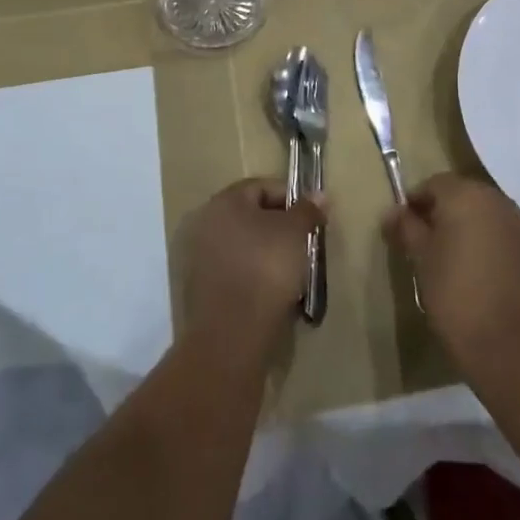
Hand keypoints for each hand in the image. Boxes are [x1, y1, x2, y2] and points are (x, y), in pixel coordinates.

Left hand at [178, 178, 320, 358]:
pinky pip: (236, 271)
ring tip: (293, 271)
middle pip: (251, 216)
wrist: (233, 333)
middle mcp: (206, 222)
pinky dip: (254, 275)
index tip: (312, 219)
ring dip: (267, 252)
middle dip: (280, 227)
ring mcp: (200, 257)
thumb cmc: (266, 268)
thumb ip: (308, 210)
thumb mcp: (296, 233)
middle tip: (304, 244)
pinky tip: (273, 292)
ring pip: (244, 245)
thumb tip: (319, 195)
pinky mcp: (202, 288)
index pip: (263, 186)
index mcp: (225, 201)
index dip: (291, 199)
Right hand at [383, 173, 519, 367]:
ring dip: (468, 224)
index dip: (416, 200)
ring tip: (453, 254)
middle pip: (463, 194)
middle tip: (426, 238)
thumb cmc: (453, 292)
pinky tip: (480, 268)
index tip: (404, 224)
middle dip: (443, 210)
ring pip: (486, 213)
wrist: (505, 341)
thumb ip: (406, 227)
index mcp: (465, 195)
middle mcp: (496, 200)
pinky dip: (490, 241)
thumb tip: (392, 211)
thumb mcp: (421, 257)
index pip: (434, 184)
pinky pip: (504, 233)